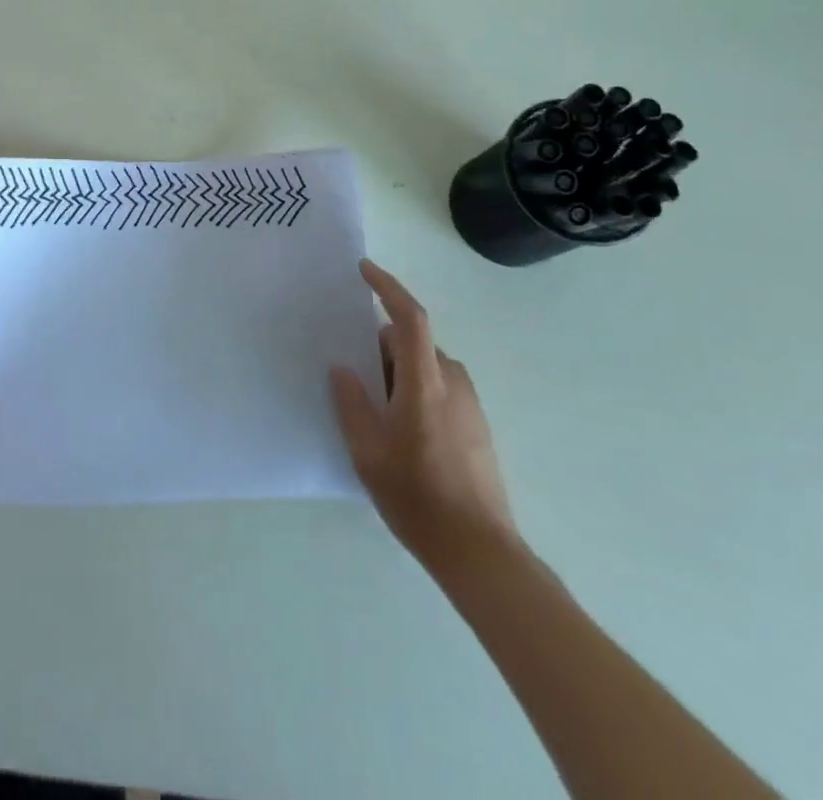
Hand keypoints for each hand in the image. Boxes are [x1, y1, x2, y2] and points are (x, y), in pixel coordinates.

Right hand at [330, 259, 518, 575]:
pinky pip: (439, 388)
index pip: (409, 318)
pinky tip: (400, 430)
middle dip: (381, 348)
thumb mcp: (367, 452)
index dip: (388, 288)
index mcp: (424, 382)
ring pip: (426, 367)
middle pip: (413, 344)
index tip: (364, 271)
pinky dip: (415, 391)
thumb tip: (343, 368)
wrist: (479, 550)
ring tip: (373, 408)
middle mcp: (452, 382)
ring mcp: (470, 404)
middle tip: (353, 374)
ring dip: (398, 373)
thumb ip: (351, 403)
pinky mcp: (477, 425)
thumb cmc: (417, 497)